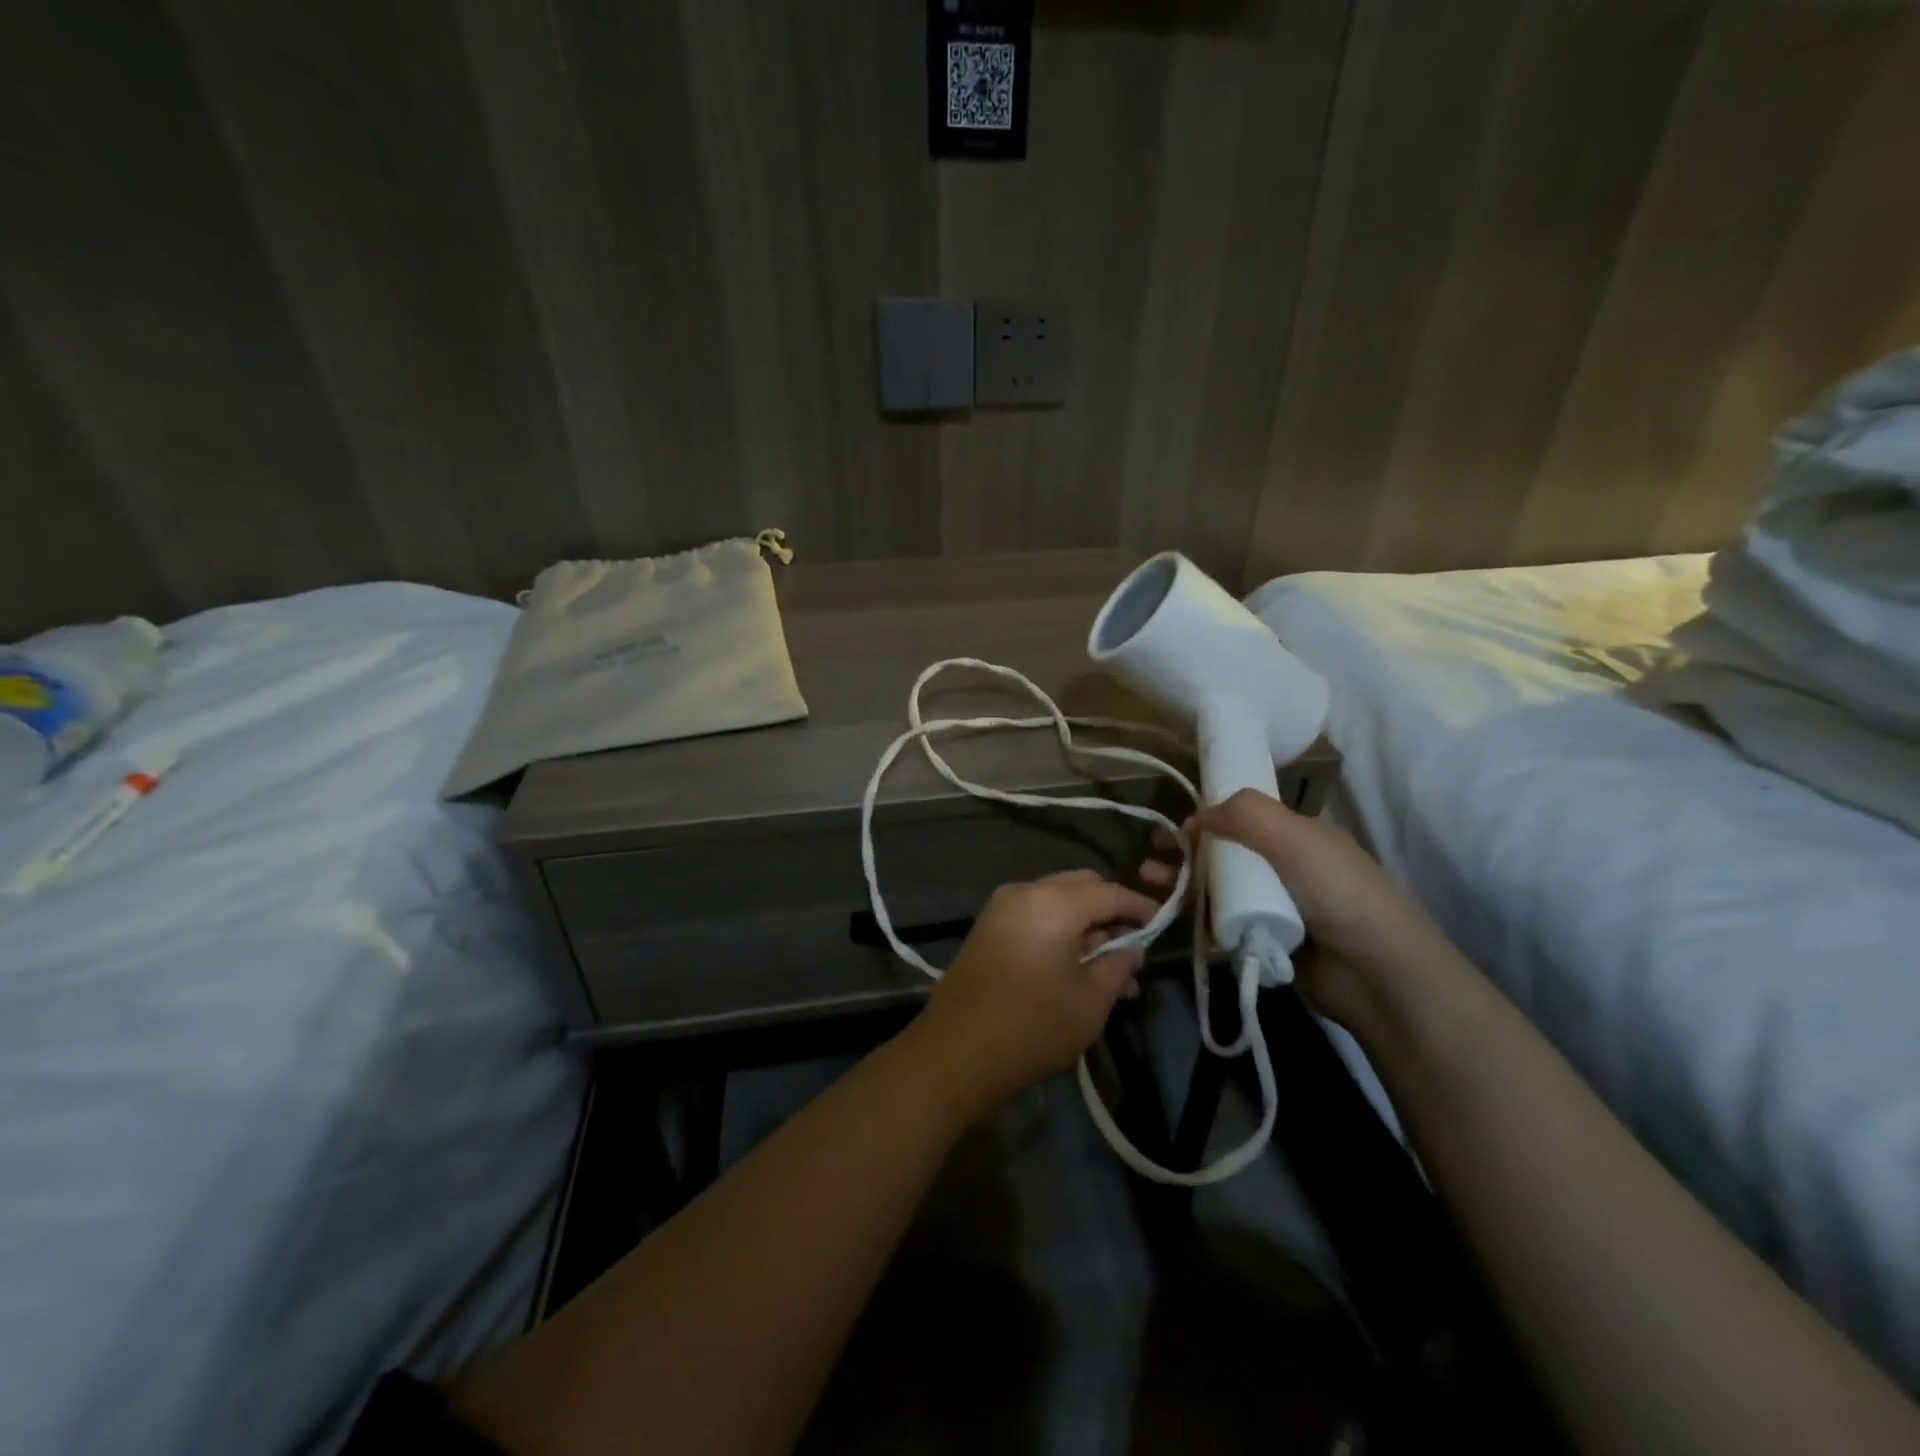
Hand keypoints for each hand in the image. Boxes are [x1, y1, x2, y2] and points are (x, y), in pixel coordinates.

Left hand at [914, 869, 1156, 1115]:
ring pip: (1057, 900)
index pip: (1110, 892)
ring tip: (1111, 967)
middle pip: (1081, 886)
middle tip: (1134, 944)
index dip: (1140, 906)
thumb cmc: (1033, 1026)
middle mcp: (1026, 891)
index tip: (1163, 922)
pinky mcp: (988, 926)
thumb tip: (1133, 949)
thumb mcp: (1091, 1002)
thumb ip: (1118, 967)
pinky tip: (1076, 965)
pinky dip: (1059, 929)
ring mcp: (1001, 907)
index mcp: (1054, 902)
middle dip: (1110, 910)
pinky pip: (1035, 914)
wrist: (956, 1050)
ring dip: (1085, 923)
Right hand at [1139, 788, 1436, 1026]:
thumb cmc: (1337, 892)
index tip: (1172, 827)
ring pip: (1220, 888)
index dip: (1207, 818)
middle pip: (1225, 853)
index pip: (1243, 819)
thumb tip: (1197, 815)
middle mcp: (1285, 867)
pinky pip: (1225, 923)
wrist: (1377, 974)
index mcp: (1297, 836)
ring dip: (1183, 882)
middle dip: (1185, 852)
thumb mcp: (1293, 837)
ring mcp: (1276, 907)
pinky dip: (1198, 917)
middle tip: (1149, 857)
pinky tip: (1171, 914)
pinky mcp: (1266, 942)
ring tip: (1148, 883)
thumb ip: (1245, 815)